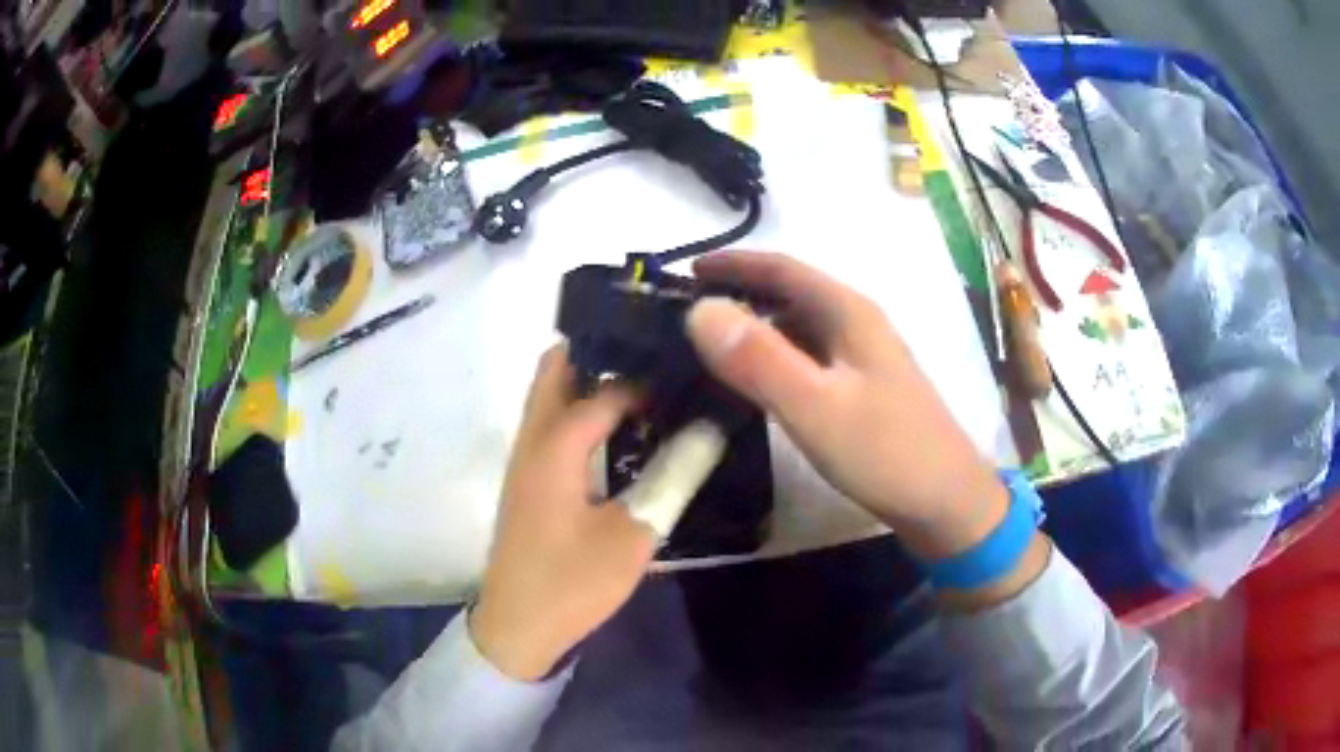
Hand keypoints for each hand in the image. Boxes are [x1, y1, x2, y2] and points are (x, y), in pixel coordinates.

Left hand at [470, 346, 656, 680]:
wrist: (518, 628)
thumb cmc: (571, 583)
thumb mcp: (633, 535)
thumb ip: (673, 477)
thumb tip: (709, 431)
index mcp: (554, 446)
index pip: (604, 389)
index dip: (646, 380)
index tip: (687, 376)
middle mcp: (532, 440)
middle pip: (556, 369)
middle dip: (601, 354)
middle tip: (654, 361)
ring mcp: (525, 460)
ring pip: (550, 396)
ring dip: (589, 381)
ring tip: (646, 388)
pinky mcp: (528, 481)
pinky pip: (551, 424)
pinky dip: (580, 411)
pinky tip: (619, 433)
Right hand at [685, 252, 1011, 561]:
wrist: (947, 502)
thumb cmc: (885, 451)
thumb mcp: (815, 406)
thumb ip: (758, 358)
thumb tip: (699, 310)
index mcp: (848, 312)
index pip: (783, 268)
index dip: (734, 263)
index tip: (686, 271)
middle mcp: (858, 325)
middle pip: (792, 294)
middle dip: (741, 295)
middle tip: (689, 316)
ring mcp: (864, 359)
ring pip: (801, 328)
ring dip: (758, 329)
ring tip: (713, 350)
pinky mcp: (865, 391)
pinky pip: (810, 359)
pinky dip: (777, 359)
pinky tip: (760, 386)